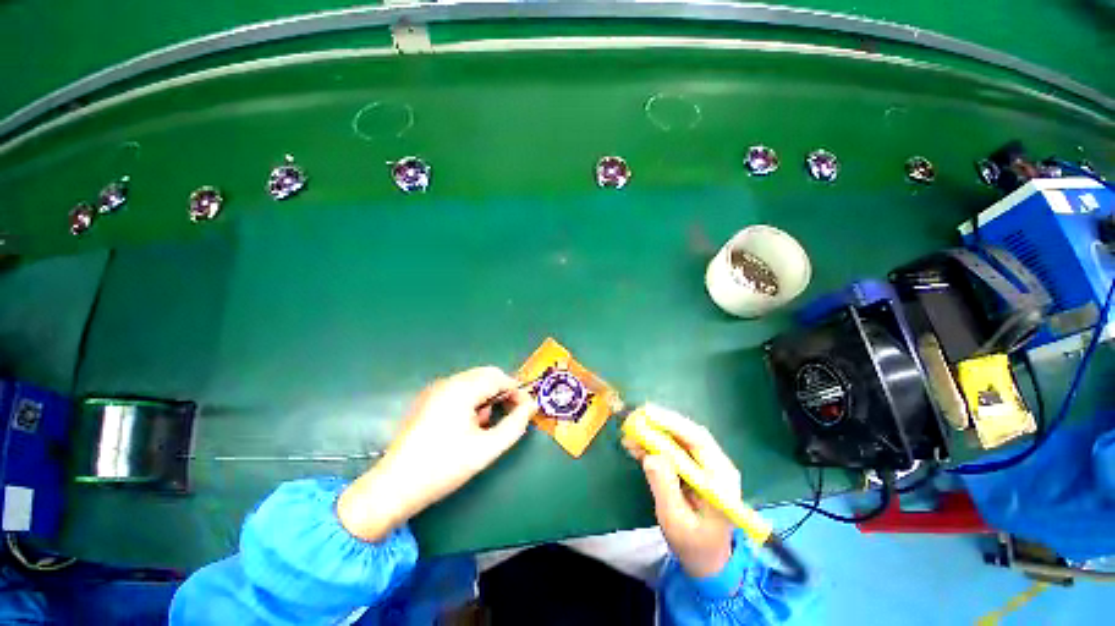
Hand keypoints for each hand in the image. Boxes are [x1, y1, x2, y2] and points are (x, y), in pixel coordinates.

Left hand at [338, 366, 534, 540]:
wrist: (394, 487)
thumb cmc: (443, 468)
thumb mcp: (486, 449)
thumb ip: (515, 425)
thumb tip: (530, 406)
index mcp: (461, 390)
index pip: (499, 377)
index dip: (516, 391)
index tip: (525, 410)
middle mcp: (447, 382)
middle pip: (485, 375)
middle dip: (501, 392)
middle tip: (507, 416)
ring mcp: (434, 389)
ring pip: (472, 381)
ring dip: (486, 397)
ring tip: (482, 426)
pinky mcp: (427, 399)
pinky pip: (458, 390)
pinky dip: (470, 400)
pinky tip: (465, 425)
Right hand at [622, 405, 738, 578]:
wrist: (706, 558)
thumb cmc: (693, 544)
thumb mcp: (676, 521)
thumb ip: (665, 488)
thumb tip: (651, 456)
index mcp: (721, 478)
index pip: (699, 440)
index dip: (673, 424)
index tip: (648, 415)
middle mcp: (716, 465)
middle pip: (689, 434)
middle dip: (661, 423)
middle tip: (636, 416)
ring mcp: (705, 464)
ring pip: (679, 438)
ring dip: (655, 432)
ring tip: (631, 430)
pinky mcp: (693, 466)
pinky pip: (673, 448)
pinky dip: (654, 443)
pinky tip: (636, 444)